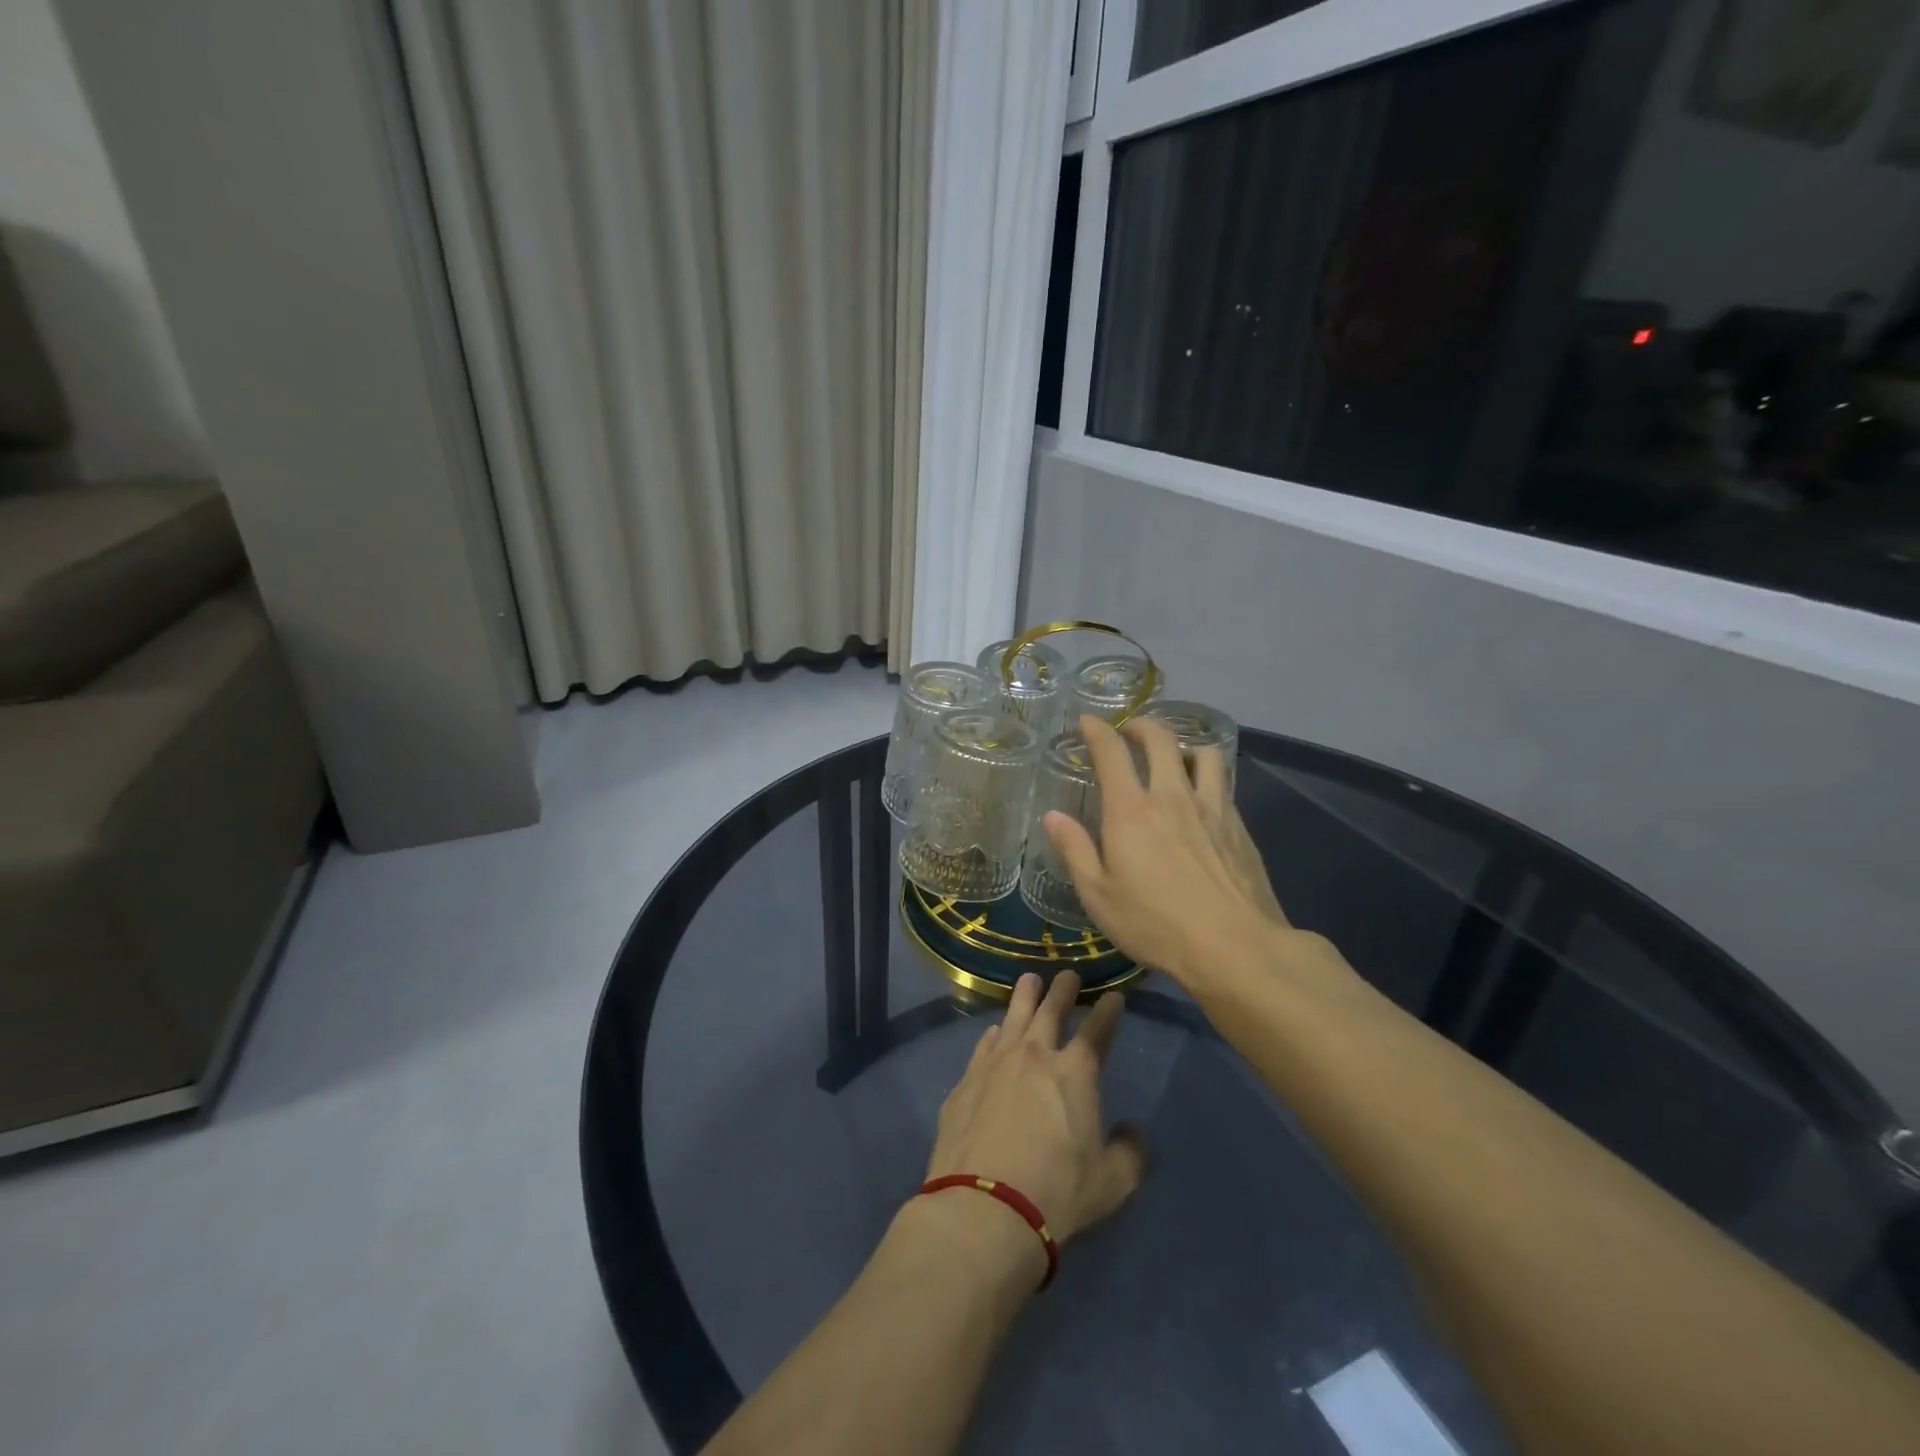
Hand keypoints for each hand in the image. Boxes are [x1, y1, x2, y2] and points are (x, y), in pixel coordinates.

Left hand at [924, 972, 1145, 1253]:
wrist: (983, 1207)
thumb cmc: (1056, 1194)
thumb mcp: (1111, 1184)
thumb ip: (1129, 1154)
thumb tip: (1133, 1134)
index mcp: (1075, 1073)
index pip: (1097, 1031)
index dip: (1108, 1012)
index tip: (1114, 996)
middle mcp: (1034, 1056)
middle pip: (1050, 1011)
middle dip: (1063, 990)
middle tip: (1067, 974)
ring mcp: (995, 1064)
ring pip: (1013, 1017)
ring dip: (1024, 997)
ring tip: (1028, 980)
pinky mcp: (966, 1081)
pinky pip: (983, 1046)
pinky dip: (993, 1035)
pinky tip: (994, 1032)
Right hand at [1043, 714, 1303, 990]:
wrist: (1234, 947)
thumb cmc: (1155, 924)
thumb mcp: (1098, 895)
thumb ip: (1074, 850)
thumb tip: (1053, 817)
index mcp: (1131, 810)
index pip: (1112, 752)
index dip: (1097, 730)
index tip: (1088, 722)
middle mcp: (1172, 796)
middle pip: (1161, 738)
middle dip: (1141, 725)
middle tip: (1130, 731)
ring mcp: (1212, 807)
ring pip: (1203, 753)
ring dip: (1183, 746)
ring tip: (1174, 759)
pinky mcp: (1239, 825)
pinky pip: (1223, 783)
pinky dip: (1207, 776)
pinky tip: (1201, 798)